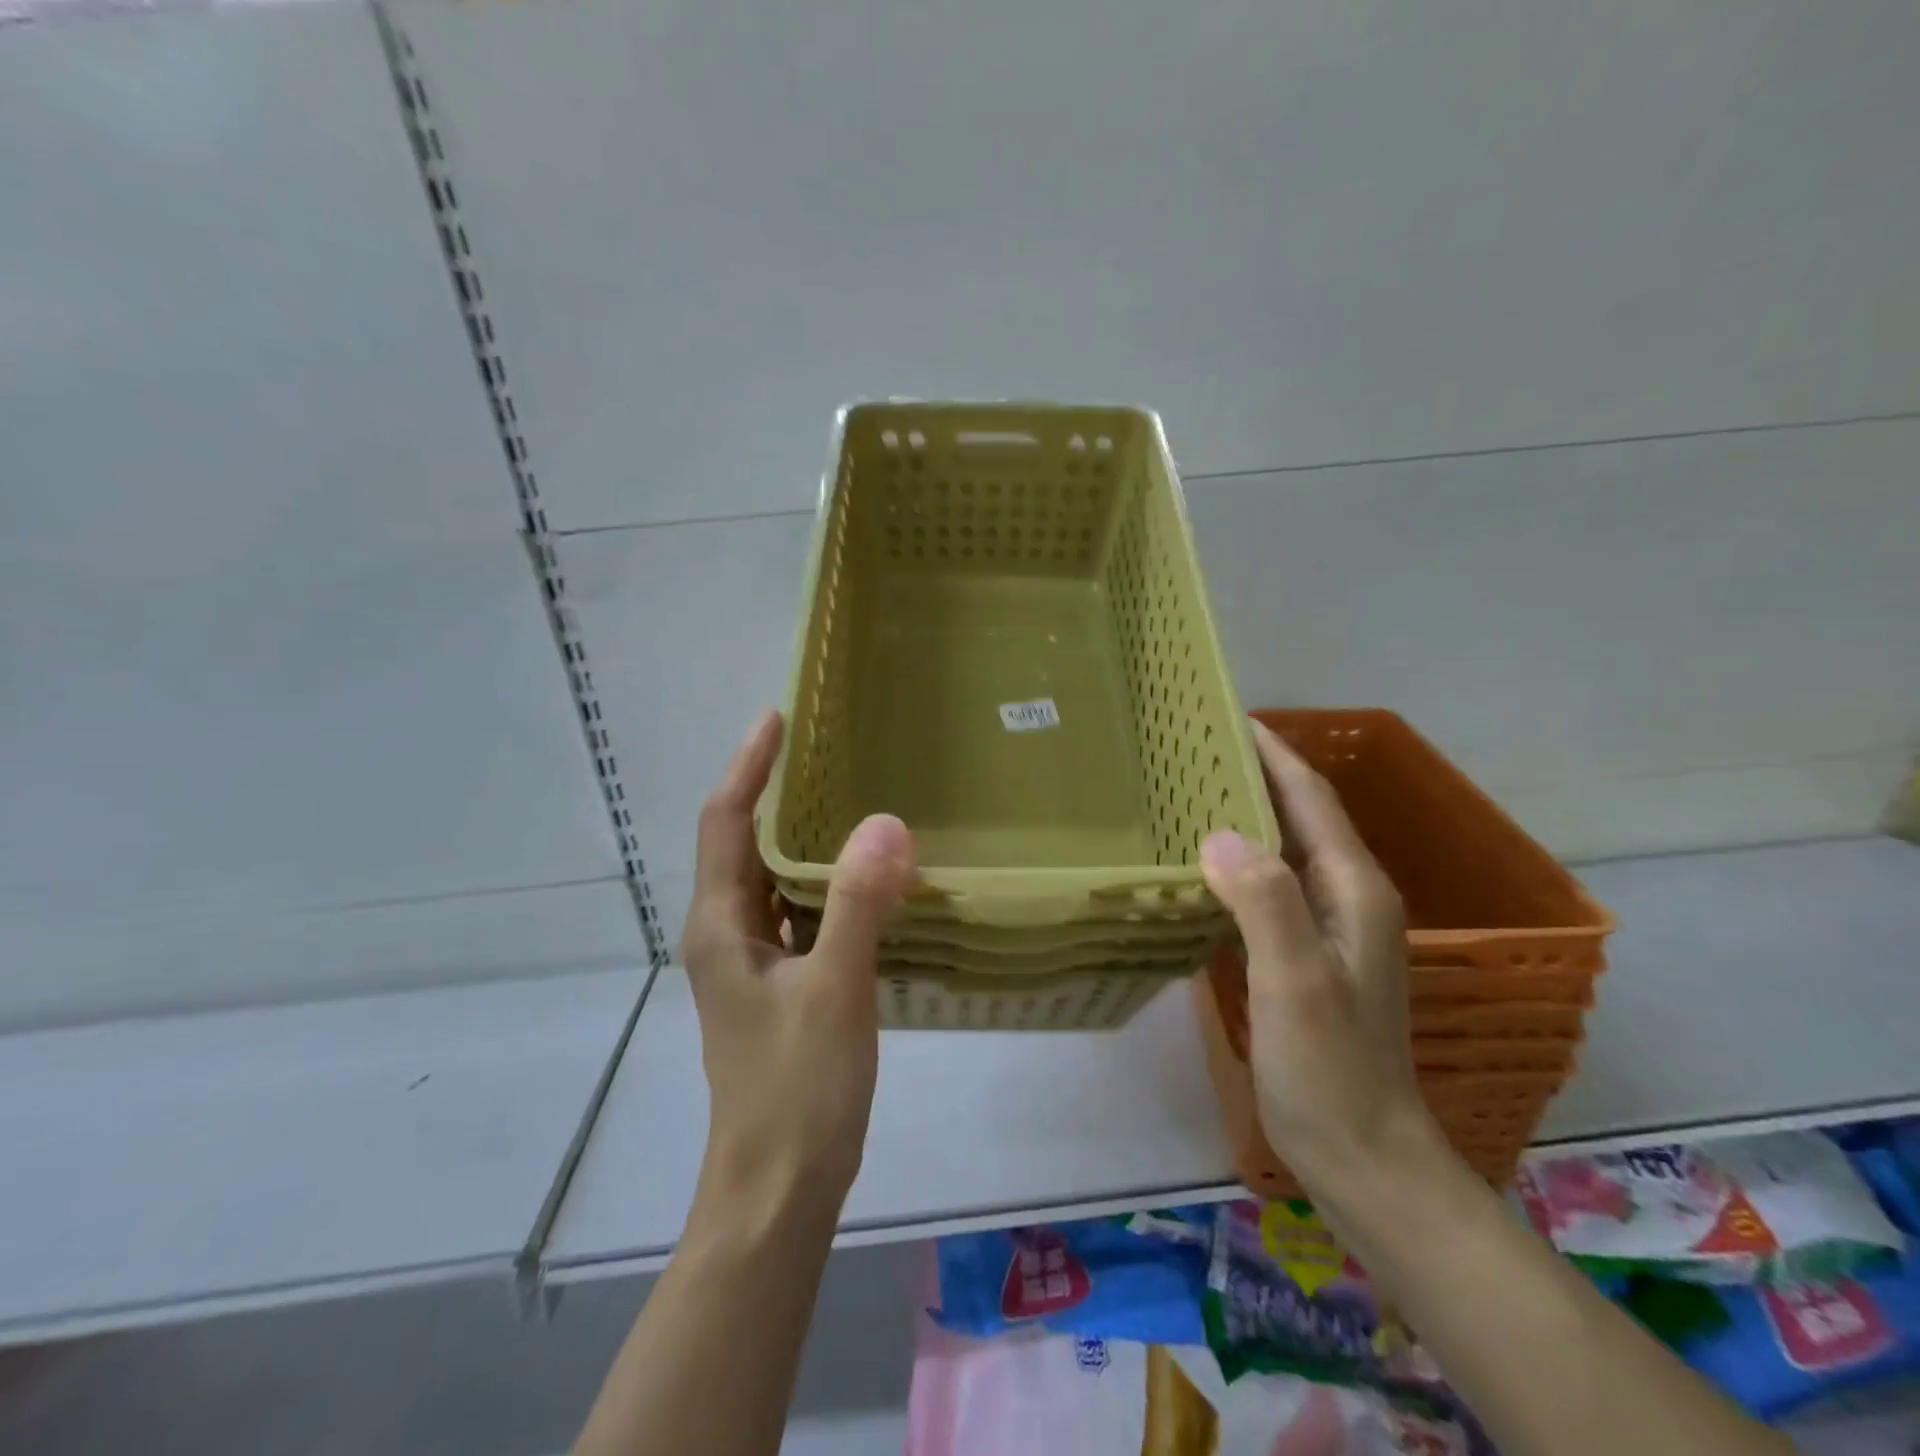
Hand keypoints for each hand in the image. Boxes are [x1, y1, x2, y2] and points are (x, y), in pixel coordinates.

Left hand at [682, 710, 915, 1213]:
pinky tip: (866, 878)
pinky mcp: (780, 985)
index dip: (748, 767)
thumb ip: (858, 906)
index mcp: (720, 925)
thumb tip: (886, 822)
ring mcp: (752, 963)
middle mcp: (726, 934)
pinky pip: (799, 913)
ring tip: (850, 798)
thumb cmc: (797, 1089)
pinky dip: (825, 883)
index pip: (725, 822)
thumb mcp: (834, 991)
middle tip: (825, 749)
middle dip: (775, 791)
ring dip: (801, 837)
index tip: (776, 718)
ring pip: (773, 879)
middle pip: (743, 843)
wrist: (779, 1188)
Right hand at [1199, 721, 1433, 1189]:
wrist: (1363, 1156)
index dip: (1273, 753)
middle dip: (1254, 773)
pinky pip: (1268, 885)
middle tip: (1191, 747)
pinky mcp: (1304, 954)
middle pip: (1299, 815)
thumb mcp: (1297, 982)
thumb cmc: (1331, 1069)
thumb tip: (1217, 832)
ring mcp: (1327, 928)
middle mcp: (1346, 897)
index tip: (1227, 715)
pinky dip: (1236, 860)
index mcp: (1353, 890)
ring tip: (1188, 789)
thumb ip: (1266, 902)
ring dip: (1244, 813)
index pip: (1310, 798)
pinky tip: (1199, 862)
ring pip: (1282, 849)